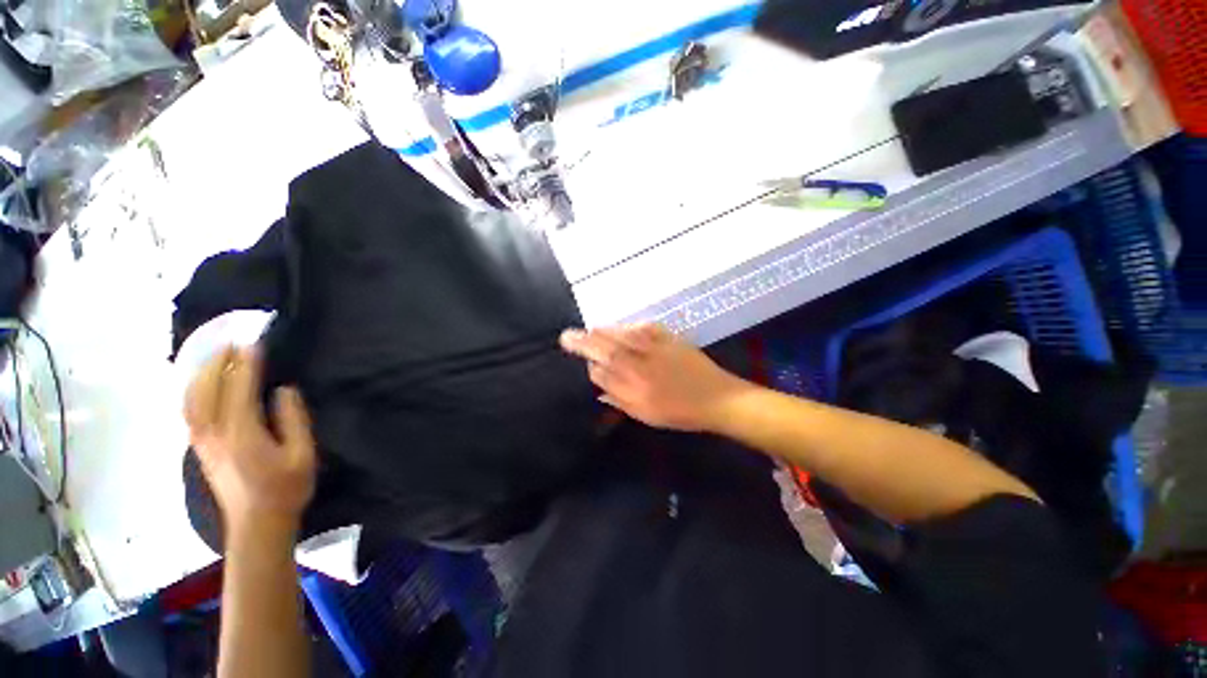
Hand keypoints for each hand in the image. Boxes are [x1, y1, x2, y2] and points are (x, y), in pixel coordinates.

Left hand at [183, 347, 316, 538]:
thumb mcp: (302, 453)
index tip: (254, 343)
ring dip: (202, 374)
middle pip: (207, 390)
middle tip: (233, 342)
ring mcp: (202, 442)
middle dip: (218, 363)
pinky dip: (193, 391)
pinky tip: (203, 384)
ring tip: (216, 357)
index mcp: (241, 433)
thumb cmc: (286, 488)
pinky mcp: (199, 448)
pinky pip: (190, 411)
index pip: (239, 389)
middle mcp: (213, 434)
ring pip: (191, 399)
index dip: (247, 365)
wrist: (257, 523)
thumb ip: (293, 419)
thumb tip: (283, 390)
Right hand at [559, 324, 751, 431]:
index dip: (589, 365)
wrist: (718, 398)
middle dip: (583, 341)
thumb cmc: (681, 412)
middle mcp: (641, 364)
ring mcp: (655, 348)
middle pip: (606, 348)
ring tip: (589, 329)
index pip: (602, 371)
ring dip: (602, 331)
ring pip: (620, 335)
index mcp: (635, 386)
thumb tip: (600, 381)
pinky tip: (621, 326)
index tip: (583, 362)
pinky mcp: (668, 338)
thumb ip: (619, 398)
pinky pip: (642, 327)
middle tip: (567, 335)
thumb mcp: (646, 414)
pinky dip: (628, 326)